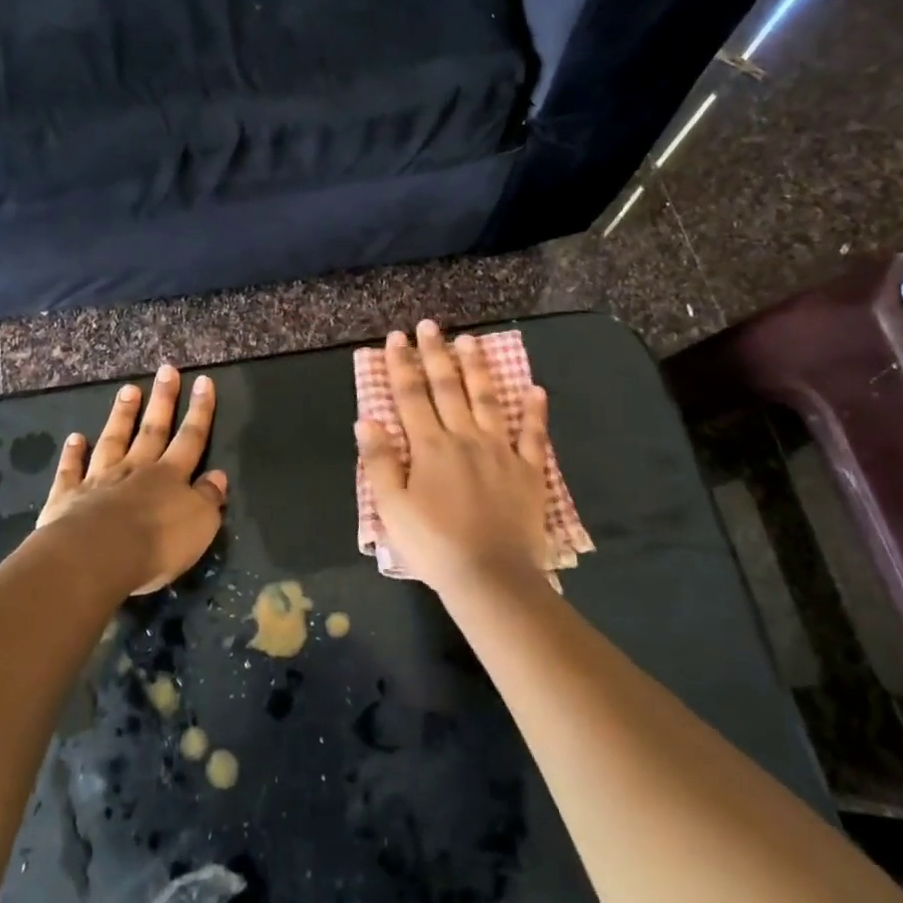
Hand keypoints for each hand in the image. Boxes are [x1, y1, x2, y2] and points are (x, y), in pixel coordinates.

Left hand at [38, 365, 228, 594]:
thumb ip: (209, 498)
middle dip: (162, 400)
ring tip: (128, 390)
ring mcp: (99, 480)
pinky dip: (73, 454)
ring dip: (122, 416)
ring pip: (113, 440)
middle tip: (166, 371)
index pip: (191, 438)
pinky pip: (72, 470)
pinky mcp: (67, 498)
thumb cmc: (156, 544)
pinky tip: (75, 438)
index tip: (203, 381)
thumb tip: (218, 475)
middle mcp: (136, 470)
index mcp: (170, 477)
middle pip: (152, 430)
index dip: (200, 410)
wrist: (96, 557)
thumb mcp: (199, 524)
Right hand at [356, 321, 550, 597]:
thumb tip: (366, 419)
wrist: (490, 576)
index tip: (396, 337)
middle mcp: (465, 438)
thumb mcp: (392, 508)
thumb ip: (379, 461)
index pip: (411, 396)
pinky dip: (534, 412)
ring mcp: (501, 452)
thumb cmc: (434, 545)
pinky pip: (533, 436)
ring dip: (477, 369)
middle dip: (436, 354)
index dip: (402, 365)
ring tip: (471, 341)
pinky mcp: (528, 471)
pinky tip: (535, 390)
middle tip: (430, 325)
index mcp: (430, 447)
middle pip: (448, 388)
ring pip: (488, 400)